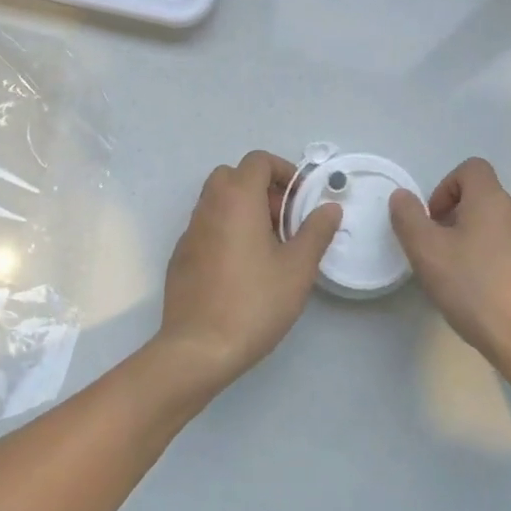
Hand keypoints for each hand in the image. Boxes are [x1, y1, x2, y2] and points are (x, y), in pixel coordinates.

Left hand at [156, 151, 341, 390]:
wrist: (198, 349)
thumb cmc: (254, 302)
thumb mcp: (298, 268)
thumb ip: (316, 231)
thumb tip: (329, 207)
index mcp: (237, 199)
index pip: (257, 161)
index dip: (283, 171)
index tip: (300, 198)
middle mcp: (208, 207)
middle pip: (233, 176)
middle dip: (261, 189)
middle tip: (283, 220)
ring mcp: (189, 232)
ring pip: (217, 202)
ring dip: (243, 210)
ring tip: (268, 247)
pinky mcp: (180, 257)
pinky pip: (206, 228)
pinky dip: (226, 231)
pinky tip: (241, 269)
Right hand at [389, 158, 510, 390]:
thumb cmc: (476, 291)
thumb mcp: (427, 253)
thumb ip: (408, 218)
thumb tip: (402, 196)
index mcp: (493, 200)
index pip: (471, 169)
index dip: (446, 187)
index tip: (434, 222)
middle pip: (486, 201)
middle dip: (460, 220)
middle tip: (442, 256)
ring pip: (504, 230)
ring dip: (482, 244)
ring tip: (467, 282)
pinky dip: (504, 266)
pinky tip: (494, 300)